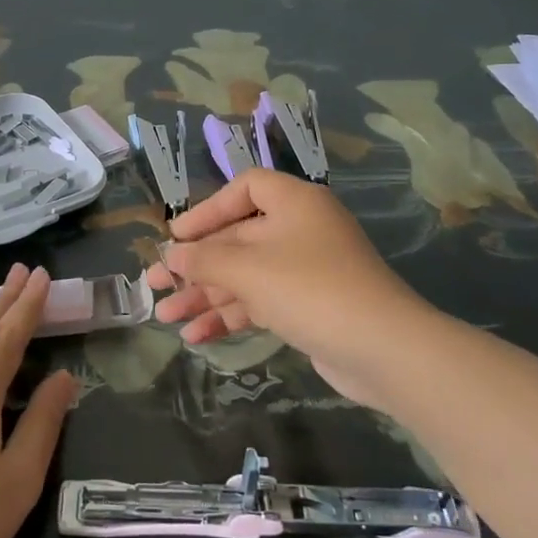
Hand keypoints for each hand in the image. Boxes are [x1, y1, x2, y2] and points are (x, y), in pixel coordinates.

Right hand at [146, 170, 430, 383]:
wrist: (383, 350)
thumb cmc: (311, 290)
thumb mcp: (248, 269)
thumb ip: (203, 259)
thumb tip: (170, 254)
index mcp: (294, 203)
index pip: (245, 188)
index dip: (208, 208)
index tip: (178, 236)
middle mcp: (299, 230)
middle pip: (236, 238)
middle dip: (194, 264)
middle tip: (153, 284)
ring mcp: (305, 270)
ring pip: (243, 275)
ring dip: (204, 295)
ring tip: (165, 317)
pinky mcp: (307, 306)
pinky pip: (258, 302)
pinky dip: (229, 316)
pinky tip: (196, 336)